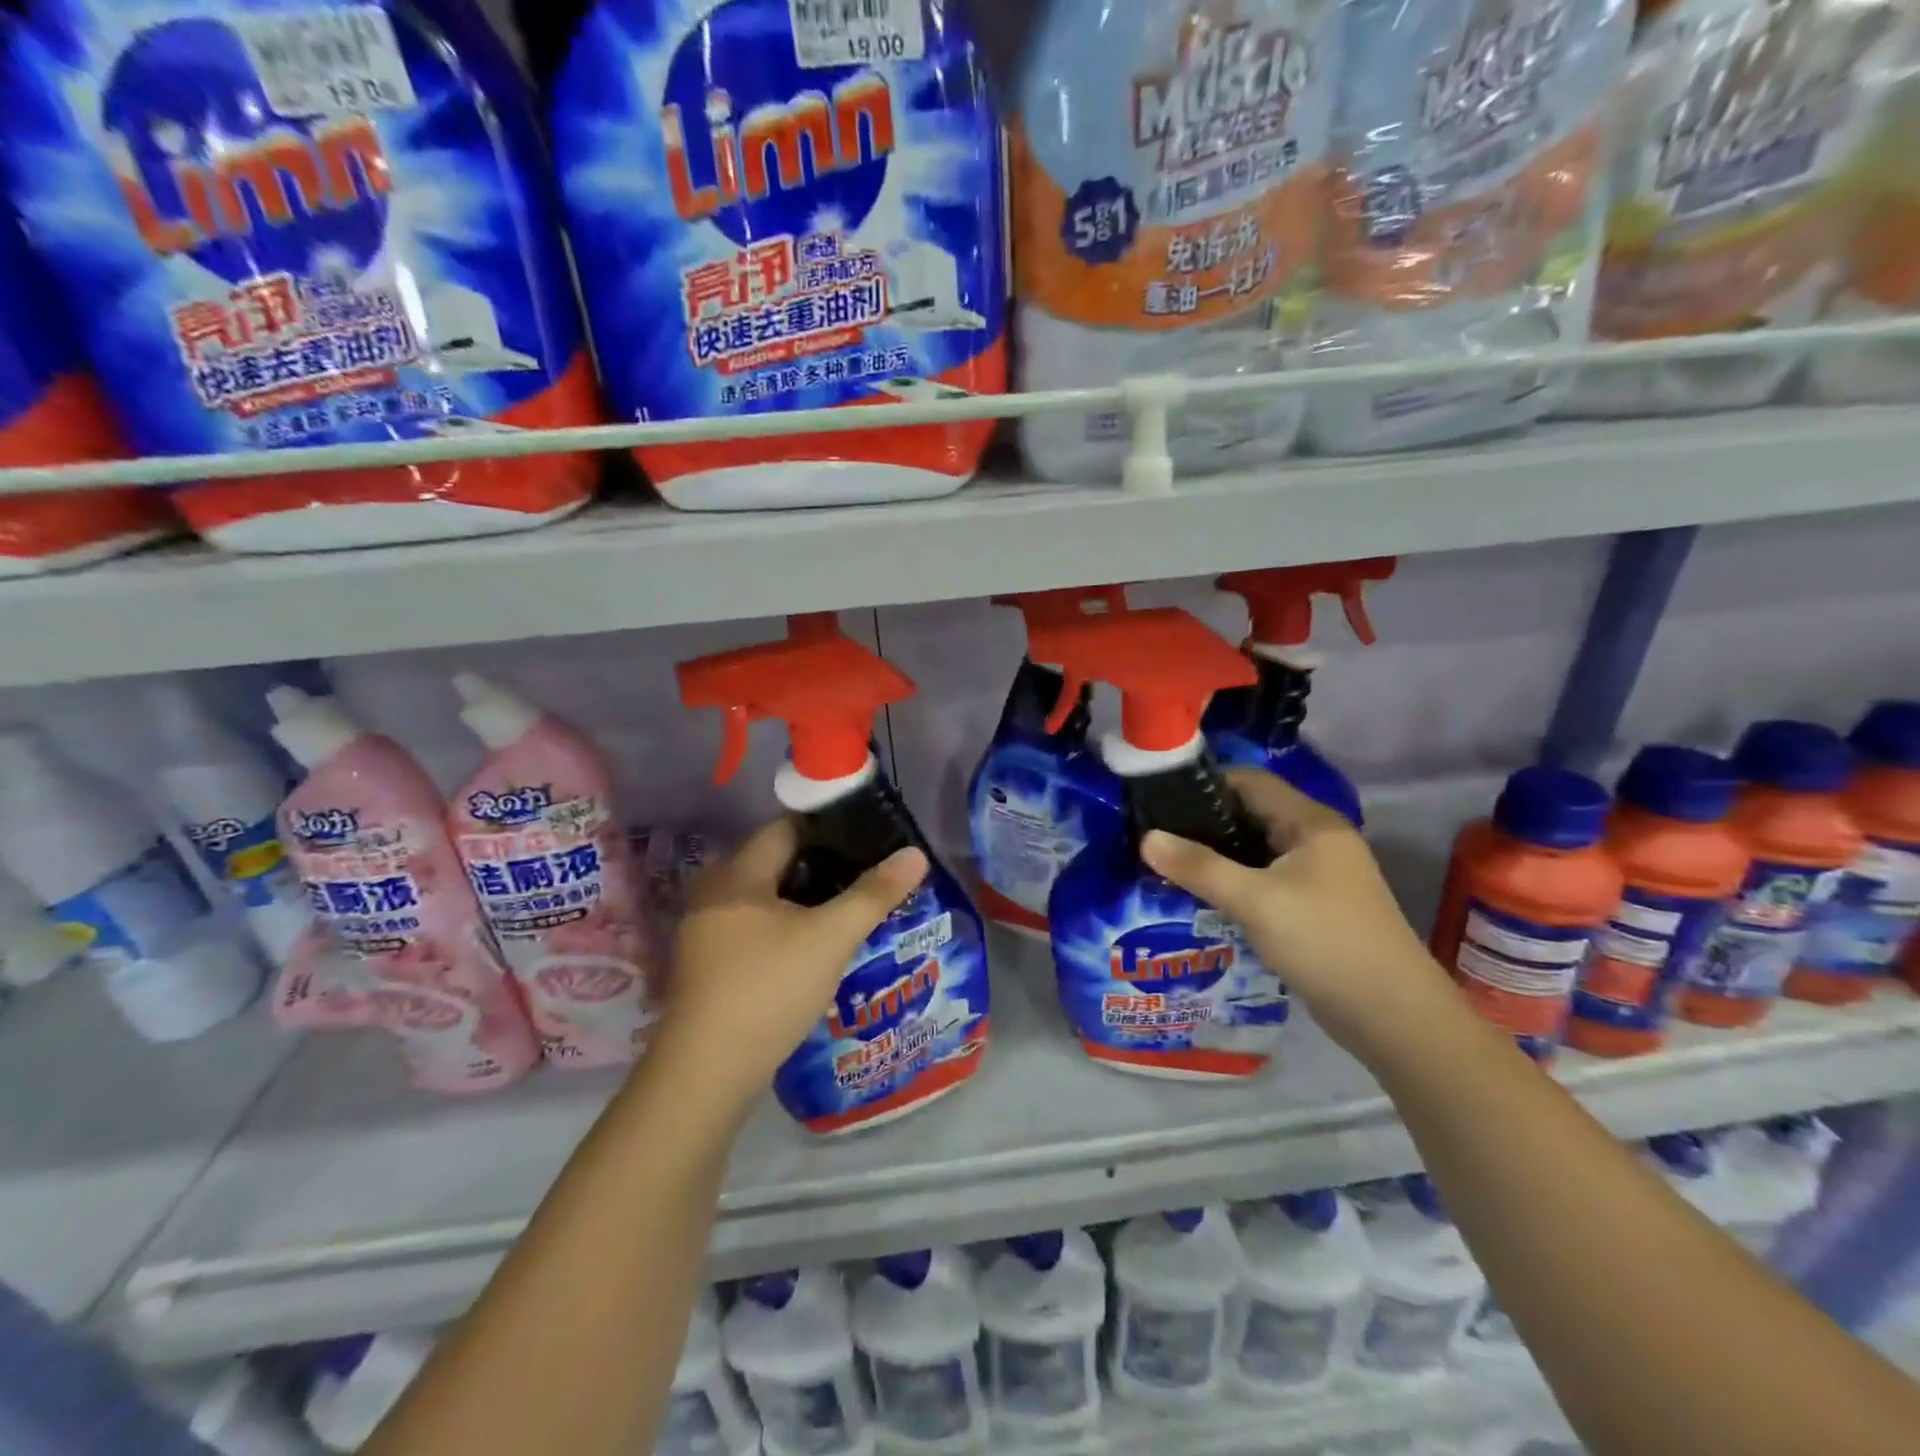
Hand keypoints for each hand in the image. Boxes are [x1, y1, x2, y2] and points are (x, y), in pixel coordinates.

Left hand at [652, 818, 928, 1116]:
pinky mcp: (710, 965)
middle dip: (824, 867)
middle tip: (868, 876)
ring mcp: (707, 931)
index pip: (787, 827)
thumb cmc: (769, 989)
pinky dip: (788, 927)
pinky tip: (817, 948)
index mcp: (737, 873)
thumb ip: (874, 893)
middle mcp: (714, 892)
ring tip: (852, 910)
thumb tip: (915, 854)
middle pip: (778, 863)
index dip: (830, 828)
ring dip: (808, 901)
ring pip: (768, 899)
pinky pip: (756, 928)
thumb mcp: (831, 937)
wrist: (706, 1073)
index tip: (870, 839)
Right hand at [1140, 767, 1458, 1060]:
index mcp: (1311, 823)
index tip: (1159, 800)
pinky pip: (1265, 881)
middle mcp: (1317, 840)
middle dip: (1204, 824)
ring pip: (1256, 851)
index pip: (1250, 781)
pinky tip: (1203, 898)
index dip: (1204, 785)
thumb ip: (1199, 867)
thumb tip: (1146, 838)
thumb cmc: (1325, 942)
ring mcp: (1319, 875)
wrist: (1393, 1016)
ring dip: (1217, 857)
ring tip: (1169, 866)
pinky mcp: (1315, 907)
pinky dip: (1235, 883)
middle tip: (1155, 838)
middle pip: (1251, 814)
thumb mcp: (1255, 901)